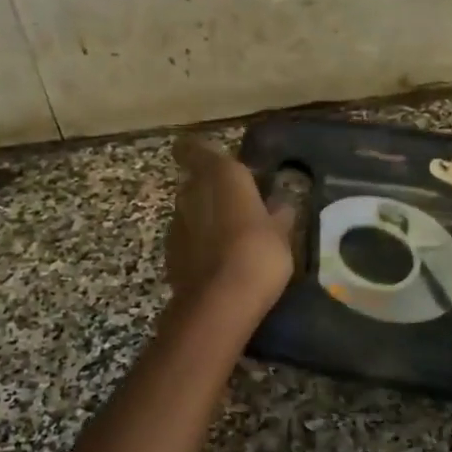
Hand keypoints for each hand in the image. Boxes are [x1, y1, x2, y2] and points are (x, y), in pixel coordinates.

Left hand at [165, 137, 294, 312]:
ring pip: (190, 212)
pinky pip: (187, 239)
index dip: (200, 152)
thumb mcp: (282, 233)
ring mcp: (176, 224)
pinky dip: (199, 245)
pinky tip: (219, 262)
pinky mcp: (169, 254)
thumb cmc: (259, 253)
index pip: (196, 149)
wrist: (220, 302)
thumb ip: (279, 214)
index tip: (214, 161)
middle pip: (196, 182)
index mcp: (221, 175)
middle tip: (239, 206)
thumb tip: (281, 204)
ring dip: (206, 219)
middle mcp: (191, 191)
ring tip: (231, 238)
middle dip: (213, 191)